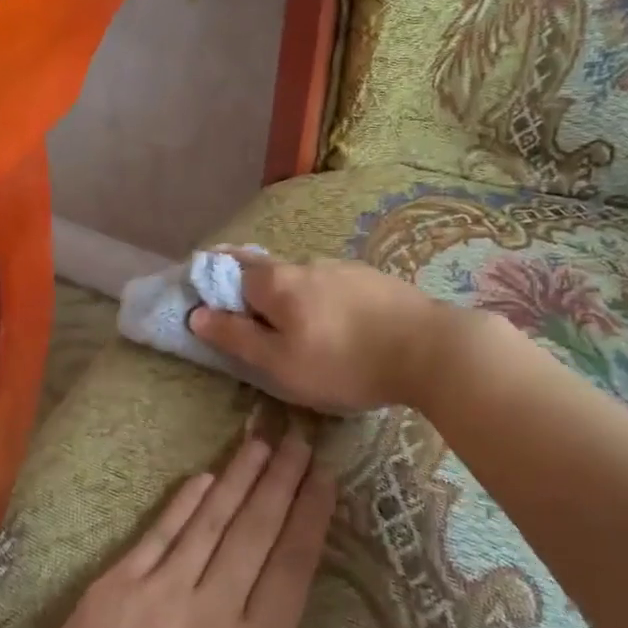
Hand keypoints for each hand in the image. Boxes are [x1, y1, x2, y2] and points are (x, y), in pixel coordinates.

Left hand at [0, 432, 415, 627]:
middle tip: (300, 438)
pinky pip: (159, 533)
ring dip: (240, 478)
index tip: (325, 477)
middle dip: (282, 482)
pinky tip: (204, 477)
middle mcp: (211, 611)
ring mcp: (158, 593)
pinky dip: (184, 502)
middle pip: (255, 532)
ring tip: (263, 441)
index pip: (292, 569)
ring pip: (211, 522)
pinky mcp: (113, 588)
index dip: (310, 517)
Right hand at [187, 253, 454, 413]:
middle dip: (251, 285)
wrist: (431, 350)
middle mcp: (306, 264)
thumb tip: (196, 314)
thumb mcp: (280, 363)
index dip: (216, 281)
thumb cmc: (344, 363)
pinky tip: (336, 322)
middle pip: (267, 270)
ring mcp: (344, 267)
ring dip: (291, 295)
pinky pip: (333, 285)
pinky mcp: (374, 279)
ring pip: (303, 278)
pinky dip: (322, 299)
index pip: (232, 271)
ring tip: (298, 326)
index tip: (209, 295)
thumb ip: (236, 338)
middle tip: (251, 315)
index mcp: (277, 283)